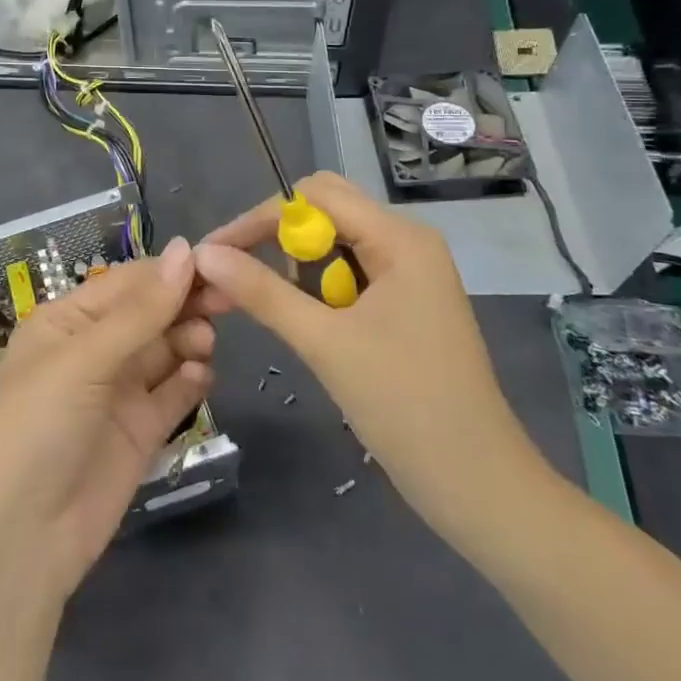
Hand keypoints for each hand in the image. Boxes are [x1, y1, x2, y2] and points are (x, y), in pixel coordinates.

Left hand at [0, 237, 214, 603]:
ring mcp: (116, 393)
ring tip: (205, 342)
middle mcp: (92, 351)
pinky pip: (170, 396)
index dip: (169, 272)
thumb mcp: (83, 359)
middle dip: (184, 304)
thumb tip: (184, 250)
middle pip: (150, 315)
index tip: (216, 265)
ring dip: (188, 339)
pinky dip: (189, 382)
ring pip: (163, 351)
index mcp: (67, 321)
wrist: (18, 539)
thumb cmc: (36, 426)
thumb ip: (140, 311)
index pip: (126, 283)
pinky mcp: (138, 433)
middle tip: (227, 301)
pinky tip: (201, 376)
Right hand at [193, 173, 550, 541]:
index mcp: (400, 238)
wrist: (477, 484)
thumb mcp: (324, 343)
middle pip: (326, 211)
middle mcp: (408, 242)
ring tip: (271, 306)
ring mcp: (410, 274)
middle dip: (276, 238)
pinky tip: (304, 320)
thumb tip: (202, 253)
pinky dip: (318, 289)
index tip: (214, 253)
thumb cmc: (404, 405)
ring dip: (297, 266)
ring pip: (335, 244)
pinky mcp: (406, 304)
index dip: (258, 219)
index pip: (314, 197)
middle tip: (238, 275)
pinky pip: (350, 274)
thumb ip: (261, 292)